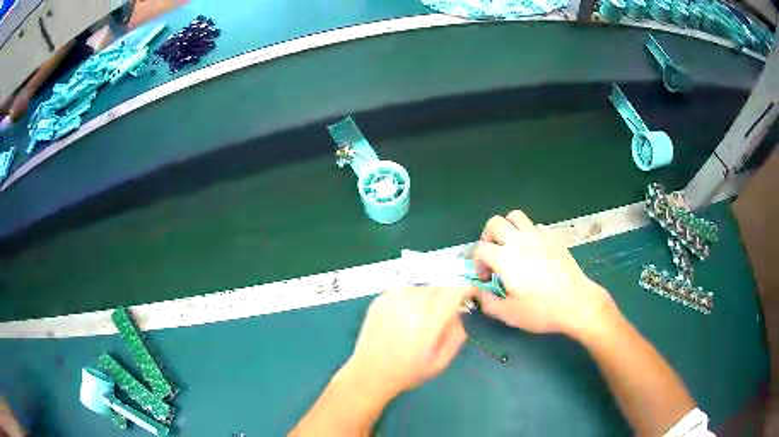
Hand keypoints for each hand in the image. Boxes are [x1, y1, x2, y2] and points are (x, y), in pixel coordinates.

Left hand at [342, 287, 472, 400]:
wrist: (369, 373)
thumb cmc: (409, 371)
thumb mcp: (442, 360)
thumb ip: (456, 333)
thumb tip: (458, 311)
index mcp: (428, 319)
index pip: (454, 288)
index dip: (466, 287)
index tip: (470, 295)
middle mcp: (410, 302)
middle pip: (439, 282)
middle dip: (448, 292)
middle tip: (446, 310)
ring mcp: (392, 298)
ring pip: (422, 284)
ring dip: (430, 293)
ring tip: (423, 315)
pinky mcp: (380, 298)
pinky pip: (404, 288)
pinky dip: (412, 296)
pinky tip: (406, 314)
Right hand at [473, 210, 615, 336]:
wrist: (576, 303)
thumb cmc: (541, 310)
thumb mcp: (508, 314)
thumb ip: (487, 302)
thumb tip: (477, 293)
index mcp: (505, 258)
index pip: (480, 249)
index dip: (478, 263)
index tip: (486, 279)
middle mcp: (519, 241)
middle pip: (495, 223)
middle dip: (487, 237)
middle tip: (492, 255)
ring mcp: (538, 236)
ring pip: (516, 217)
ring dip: (508, 228)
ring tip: (511, 246)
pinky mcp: (554, 238)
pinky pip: (536, 226)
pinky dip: (529, 234)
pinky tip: (533, 251)